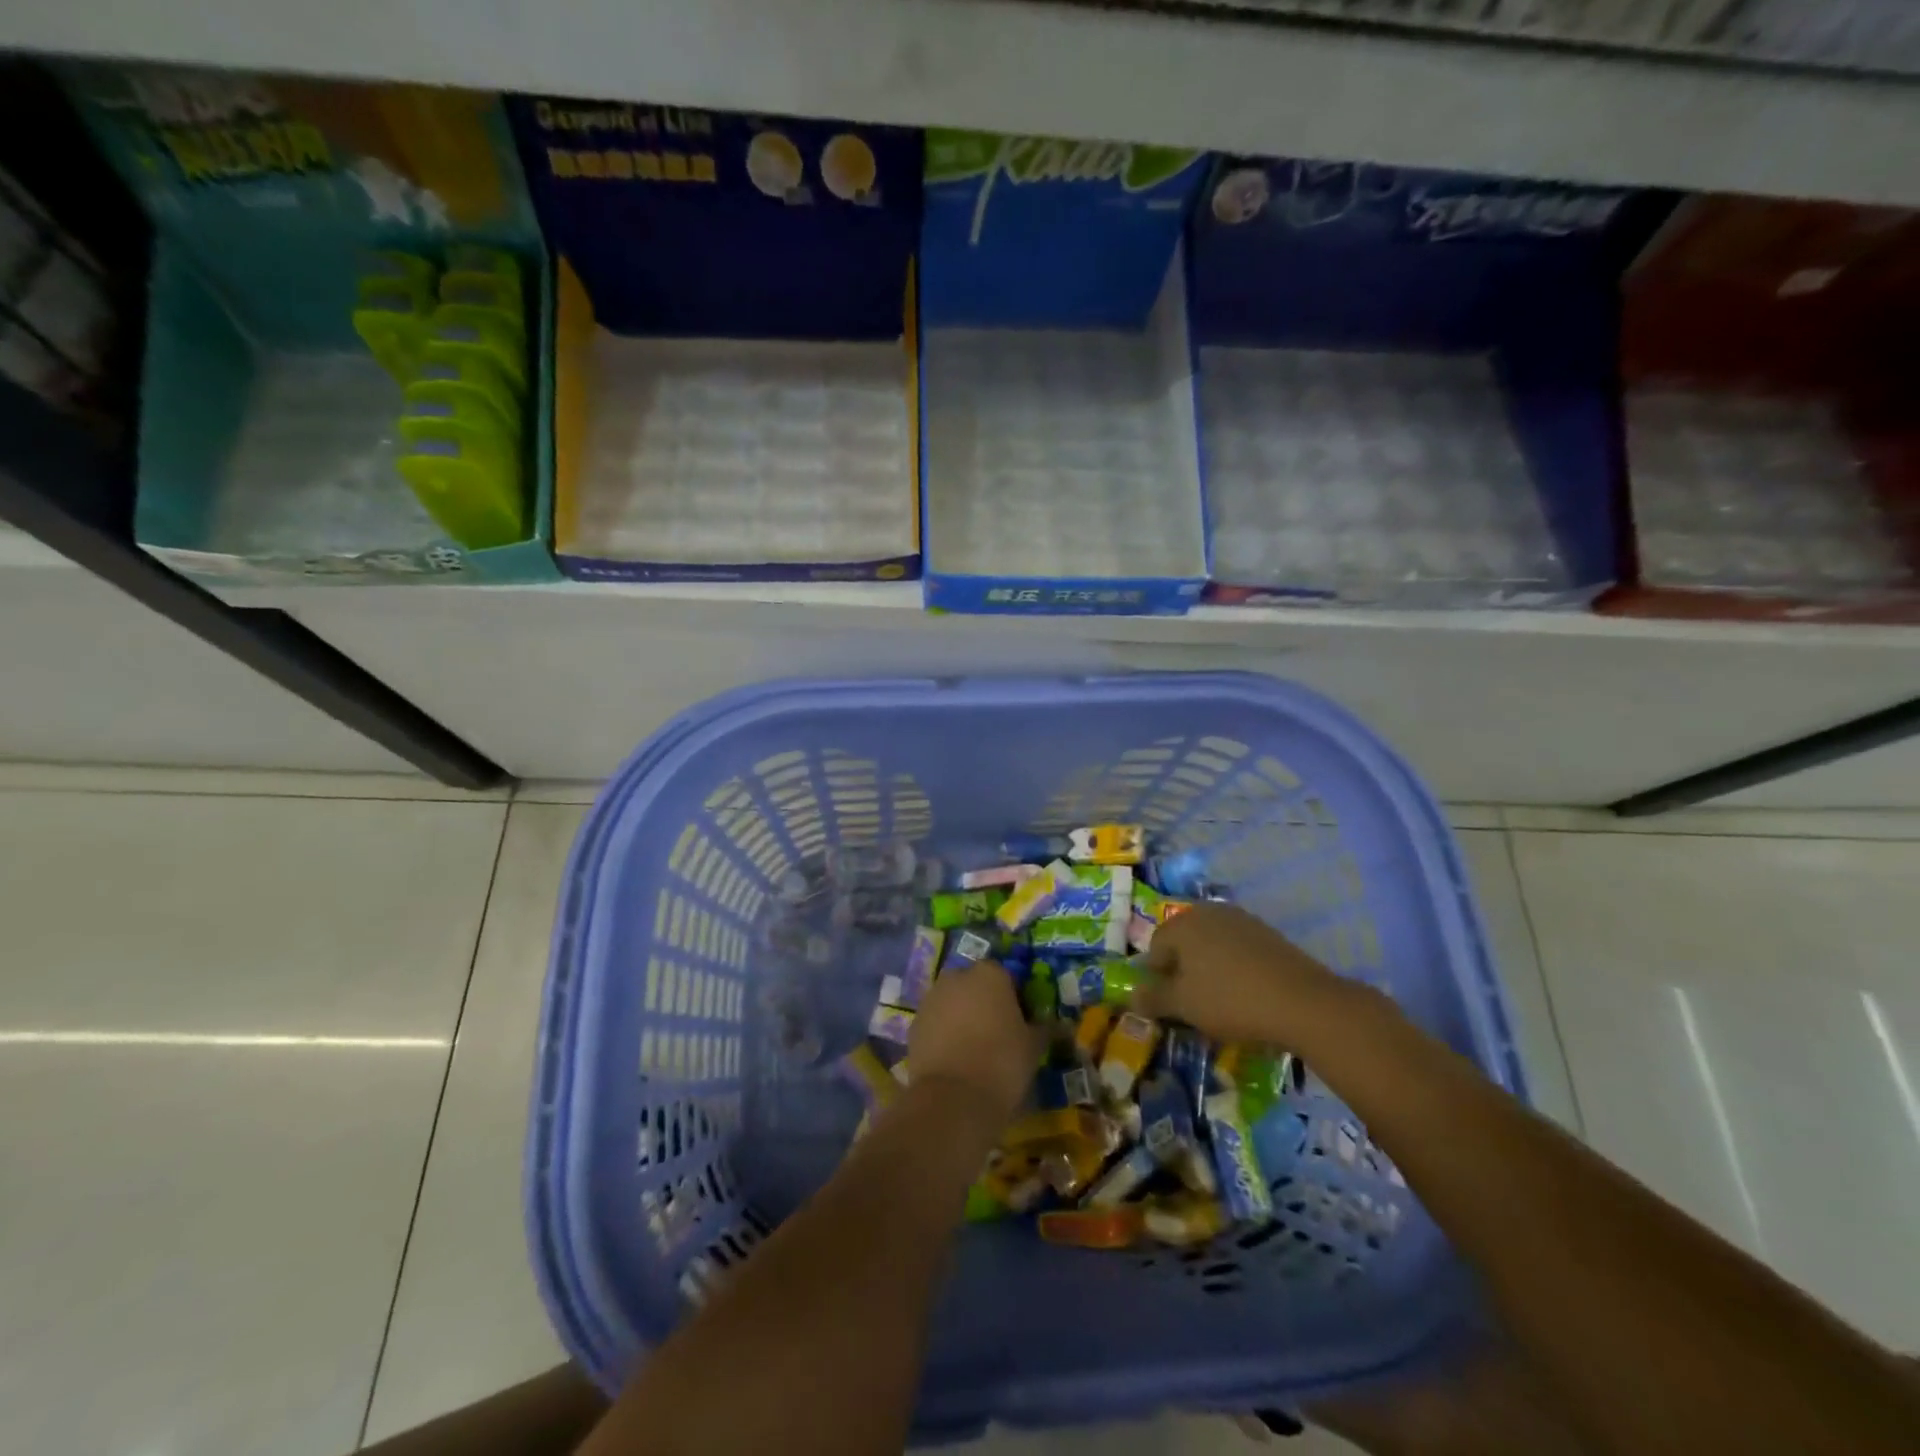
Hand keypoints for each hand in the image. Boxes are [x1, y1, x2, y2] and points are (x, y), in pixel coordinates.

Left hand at [908, 960, 1040, 1124]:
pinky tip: (956, 1061)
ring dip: (962, 1017)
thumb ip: (1046, 1029)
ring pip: (953, 1002)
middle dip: (985, 1003)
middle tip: (999, 1034)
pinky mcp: (914, 1024)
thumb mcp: (1034, 1046)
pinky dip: (944, 1035)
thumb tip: (1061, 1026)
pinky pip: (936, 1023)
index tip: (1022, 1022)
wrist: (953, 1098)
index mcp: (990, 973)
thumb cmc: (1002, 1062)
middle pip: (975, 985)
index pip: (1006, 976)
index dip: (1015, 998)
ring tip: (975, 1051)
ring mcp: (931, 999)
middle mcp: (957, 977)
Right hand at [1133, 903, 1349, 1048]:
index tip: (1167, 1003)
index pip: (1155, 947)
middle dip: (1181, 969)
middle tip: (1190, 1001)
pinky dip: (1233, 967)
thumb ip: (1153, 998)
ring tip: (1218, 999)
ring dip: (1207, 967)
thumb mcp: (1184, 1005)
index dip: (1155, 977)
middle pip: (1183, 941)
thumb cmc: (1231, 1000)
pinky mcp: (1267, 933)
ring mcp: (1241, 919)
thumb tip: (1131, 996)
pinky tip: (1244, 991)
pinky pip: (1237, 948)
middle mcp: (1209, 912)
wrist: (1303, 1002)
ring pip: (1211, 944)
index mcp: (1183, 923)